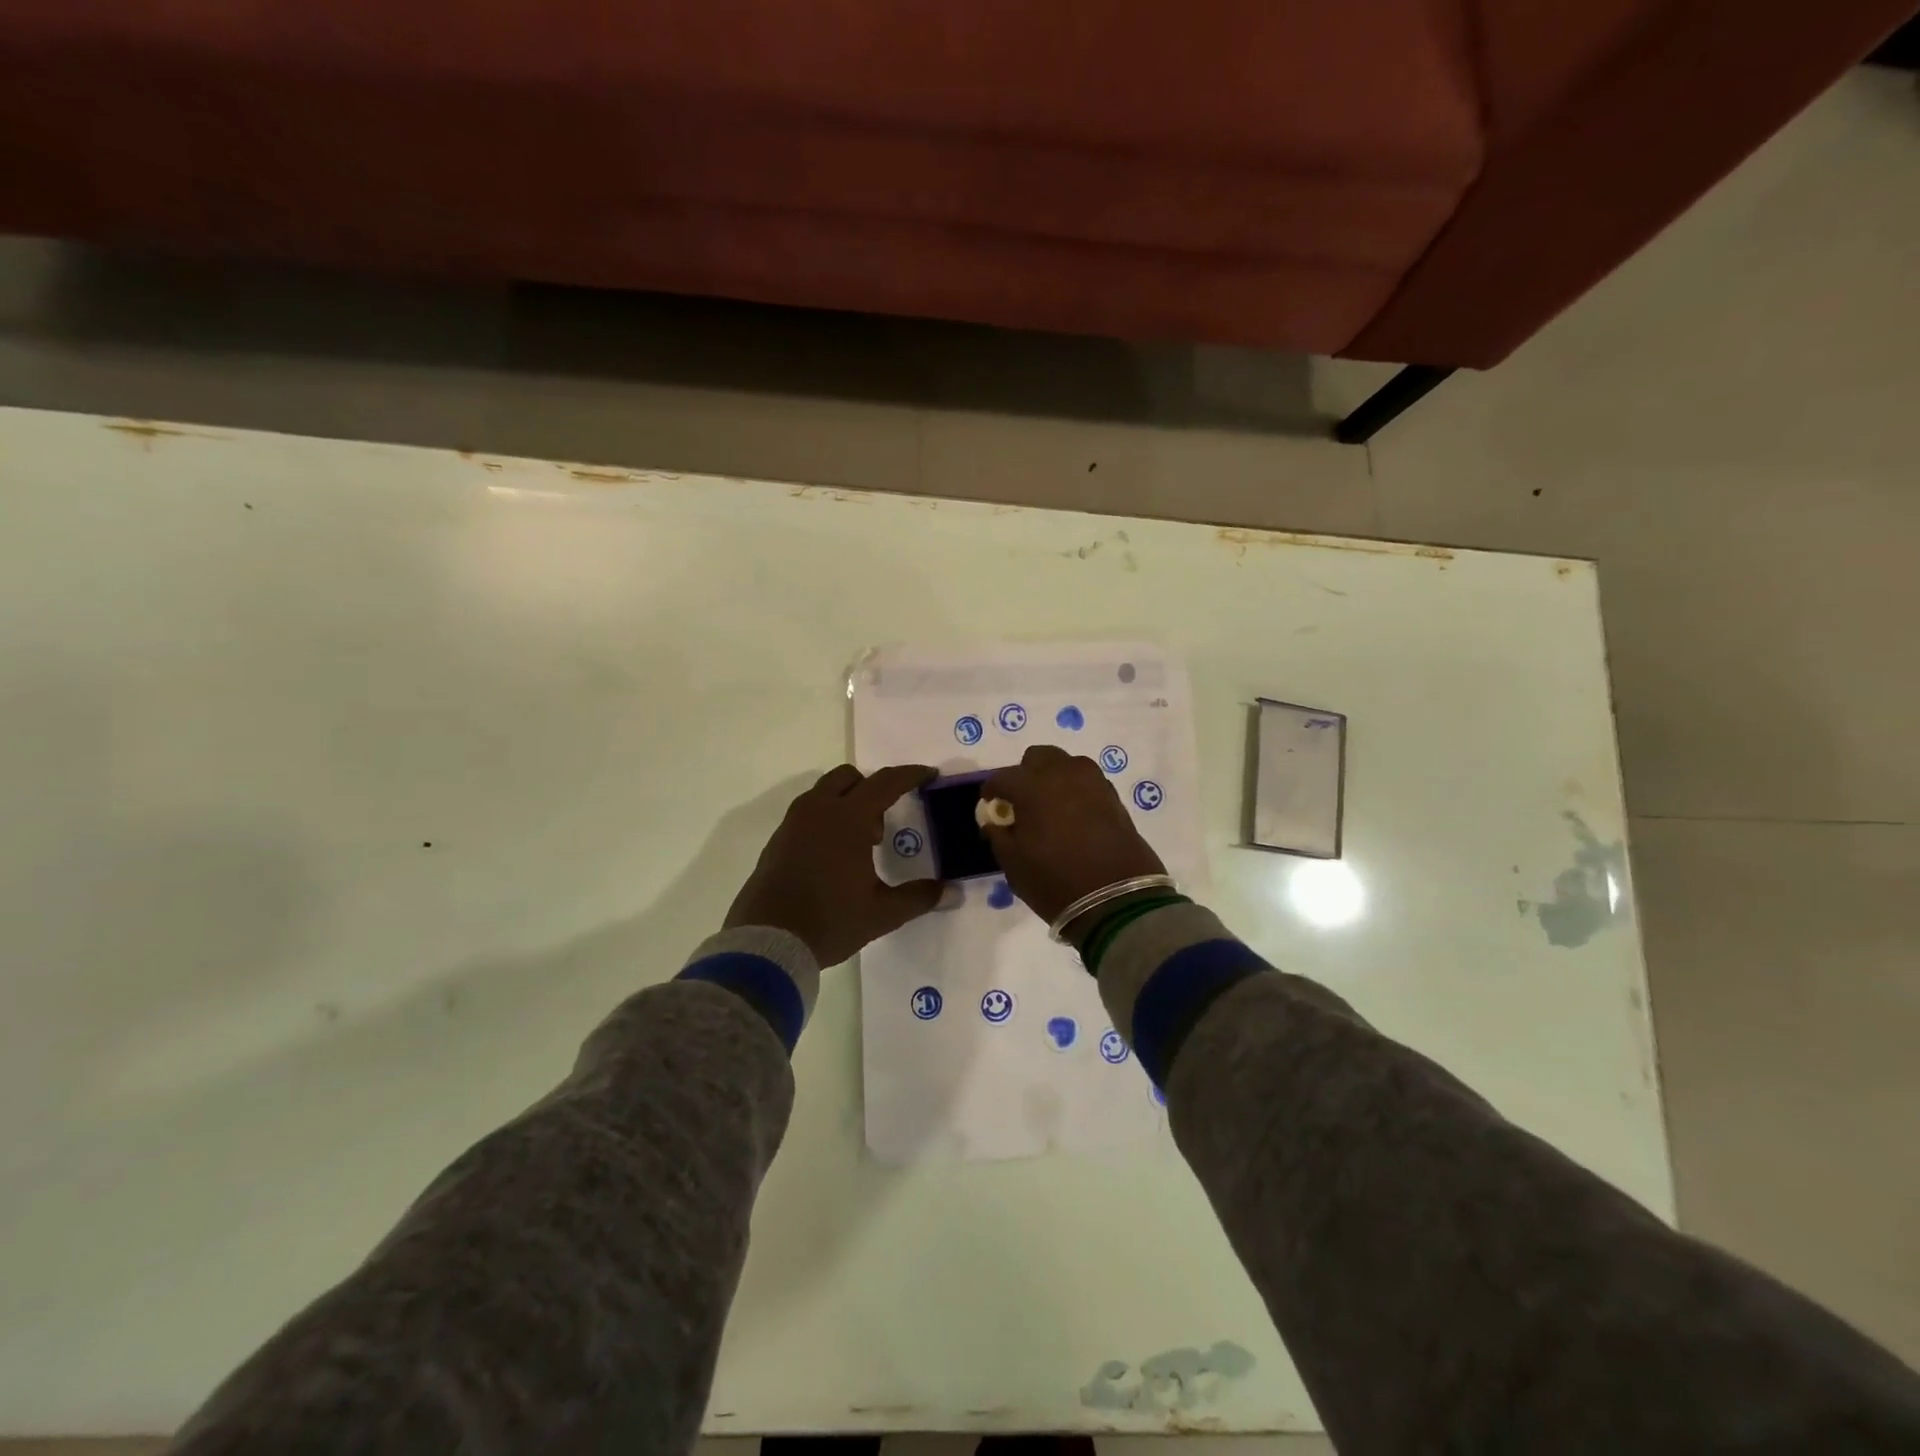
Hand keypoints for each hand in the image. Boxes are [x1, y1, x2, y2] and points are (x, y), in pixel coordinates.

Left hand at [725, 764, 944, 966]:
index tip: (929, 775)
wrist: (767, 943)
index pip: (885, 782)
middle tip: (883, 825)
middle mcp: (818, 810)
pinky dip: (825, 819)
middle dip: (872, 788)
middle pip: (849, 777)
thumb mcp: (882, 913)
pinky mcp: (777, 841)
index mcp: (847, 819)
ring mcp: (792, 824)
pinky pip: (807, 813)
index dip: (910, 775)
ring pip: (824, 792)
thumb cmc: (830, 921)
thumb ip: (918, 897)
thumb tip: (952, 892)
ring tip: (859, 845)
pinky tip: (832, 858)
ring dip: (847, 803)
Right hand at [982, 745, 1166, 936]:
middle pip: (1037, 758)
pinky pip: (1086, 782)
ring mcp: (1092, 781)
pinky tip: (1073, 816)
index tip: (990, 805)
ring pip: (1065, 765)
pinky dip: (1075, 791)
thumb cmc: (1055, 880)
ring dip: (1053, 778)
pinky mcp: (1113, 795)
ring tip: (1050, 807)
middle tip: (1022, 802)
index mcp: (1031, 785)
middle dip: (1025, 774)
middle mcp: (1062, 772)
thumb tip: (996, 821)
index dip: (991, 791)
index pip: (1002, 778)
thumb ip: (999, 834)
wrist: (1117, 898)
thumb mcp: (1013, 863)